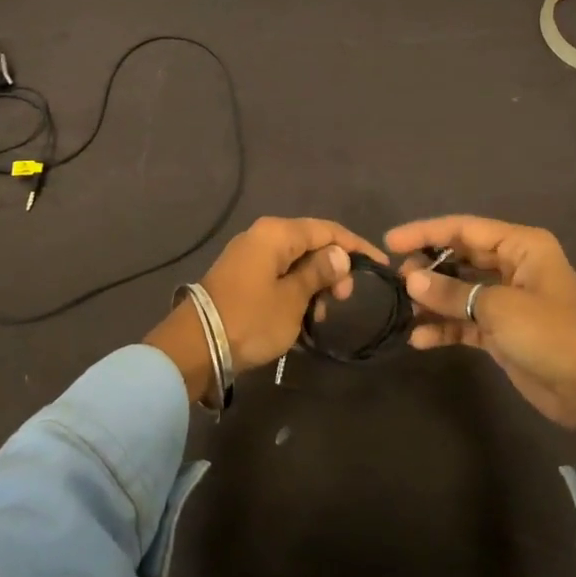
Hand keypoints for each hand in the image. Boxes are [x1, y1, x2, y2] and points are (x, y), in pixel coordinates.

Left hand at [144, 217, 386, 401]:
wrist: (195, 347)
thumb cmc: (251, 319)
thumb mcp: (293, 299)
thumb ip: (319, 273)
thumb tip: (341, 253)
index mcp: (276, 233)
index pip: (327, 230)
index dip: (356, 246)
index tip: (380, 266)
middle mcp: (262, 236)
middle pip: (310, 244)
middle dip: (333, 269)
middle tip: (343, 299)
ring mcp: (249, 256)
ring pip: (295, 262)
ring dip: (314, 285)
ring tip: (320, 315)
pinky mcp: (241, 277)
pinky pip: (278, 276)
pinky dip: (295, 292)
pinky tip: (302, 317)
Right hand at [387, 216, 575, 432]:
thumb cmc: (551, 335)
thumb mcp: (499, 309)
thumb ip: (452, 292)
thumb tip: (410, 280)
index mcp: (521, 246)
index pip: (464, 229)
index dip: (425, 232)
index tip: (390, 242)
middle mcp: (513, 265)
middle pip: (460, 256)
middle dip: (428, 267)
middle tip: (397, 280)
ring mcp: (508, 299)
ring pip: (460, 289)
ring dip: (433, 299)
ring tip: (405, 310)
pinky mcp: (502, 330)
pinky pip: (465, 321)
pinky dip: (444, 327)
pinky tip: (419, 339)